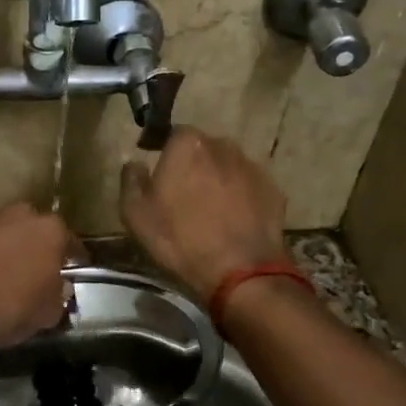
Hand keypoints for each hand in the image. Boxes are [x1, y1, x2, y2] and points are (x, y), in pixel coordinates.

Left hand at [0, 203, 74, 346]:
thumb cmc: (7, 305)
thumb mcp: (45, 315)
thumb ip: (58, 299)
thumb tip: (58, 292)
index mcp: (51, 231)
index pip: (71, 244)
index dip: (71, 262)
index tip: (68, 277)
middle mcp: (21, 213)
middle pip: (35, 231)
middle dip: (35, 250)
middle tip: (31, 276)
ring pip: (4, 231)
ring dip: (4, 247)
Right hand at [120, 129, 287, 301]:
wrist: (240, 272)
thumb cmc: (179, 239)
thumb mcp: (135, 214)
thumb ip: (131, 180)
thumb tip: (135, 163)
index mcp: (188, 145)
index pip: (173, 133)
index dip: (163, 150)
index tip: (157, 169)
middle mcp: (223, 146)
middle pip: (203, 149)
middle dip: (193, 164)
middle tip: (183, 193)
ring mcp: (252, 168)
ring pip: (227, 167)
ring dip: (217, 180)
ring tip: (209, 209)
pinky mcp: (274, 191)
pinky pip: (248, 187)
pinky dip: (240, 197)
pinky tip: (233, 221)